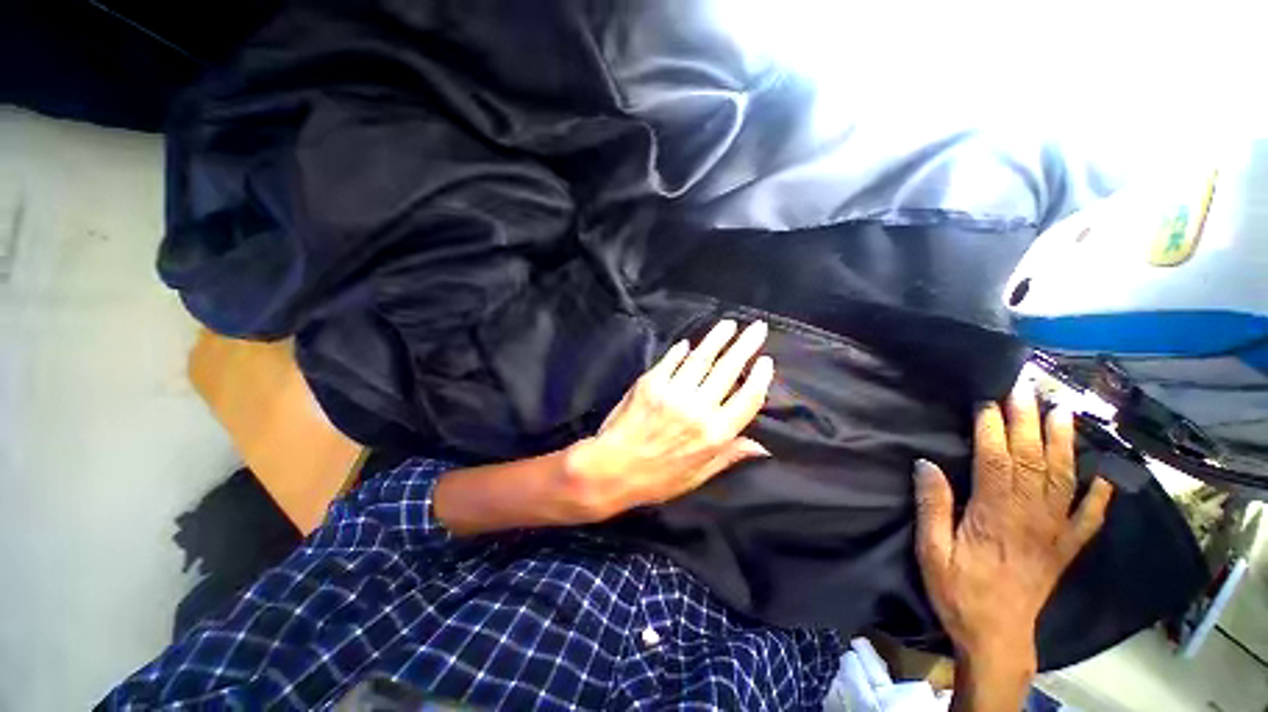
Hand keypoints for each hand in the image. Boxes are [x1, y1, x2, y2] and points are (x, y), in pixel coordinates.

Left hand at [562, 319, 773, 521]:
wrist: (612, 470)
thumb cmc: (657, 479)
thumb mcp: (698, 476)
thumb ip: (729, 456)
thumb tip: (762, 447)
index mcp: (715, 433)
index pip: (748, 399)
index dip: (760, 378)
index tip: (766, 361)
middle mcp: (698, 408)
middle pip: (728, 370)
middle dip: (745, 346)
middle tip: (756, 328)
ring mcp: (673, 392)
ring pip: (701, 359)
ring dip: (717, 339)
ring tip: (729, 325)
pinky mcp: (651, 383)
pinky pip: (671, 361)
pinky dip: (681, 351)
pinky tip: (689, 343)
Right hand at [913, 381, 1112, 707]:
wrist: (998, 638)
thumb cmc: (959, 592)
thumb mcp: (931, 552)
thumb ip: (932, 507)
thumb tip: (926, 463)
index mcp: (995, 516)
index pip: (996, 461)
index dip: (993, 428)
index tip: (987, 400)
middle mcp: (1031, 517)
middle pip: (1033, 461)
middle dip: (1029, 420)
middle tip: (1027, 387)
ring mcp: (1055, 532)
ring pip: (1064, 479)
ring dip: (1064, 442)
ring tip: (1064, 410)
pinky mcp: (1066, 547)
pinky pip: (1089, 517)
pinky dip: (1102, 494)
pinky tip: (1108, 473)